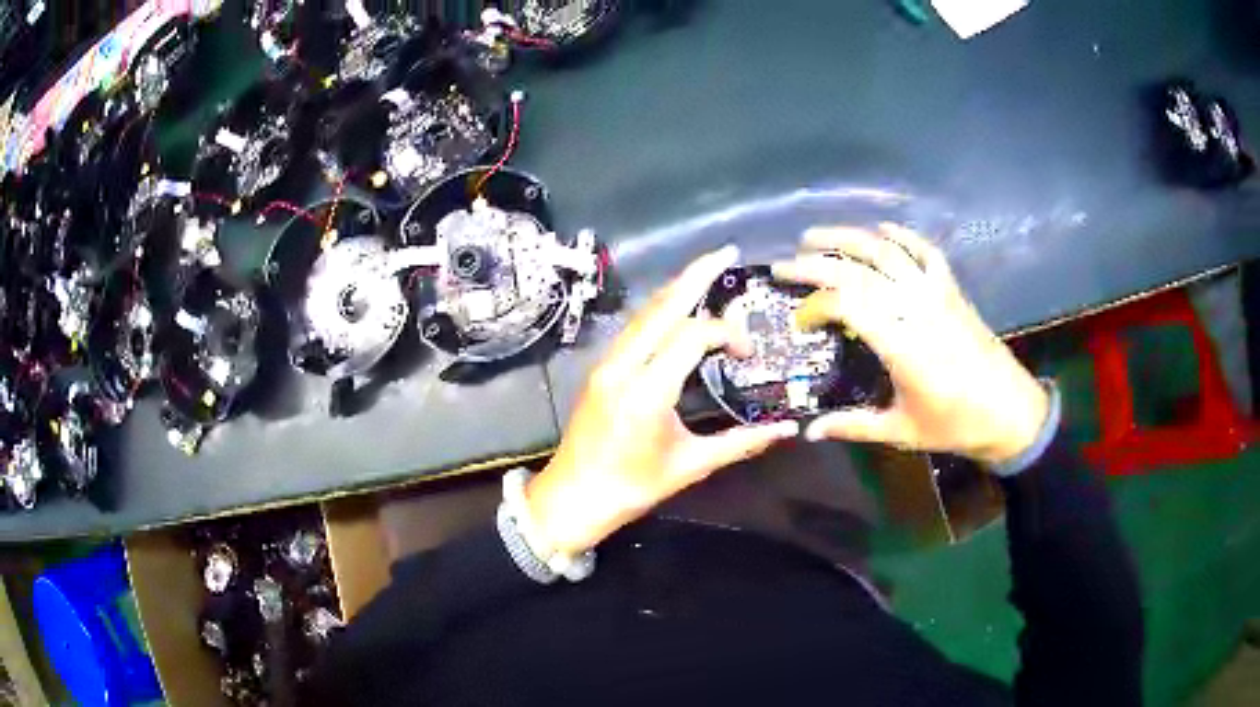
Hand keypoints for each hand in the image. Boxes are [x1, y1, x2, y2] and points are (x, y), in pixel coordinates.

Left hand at [526, 246, 799, 555]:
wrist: (573, 497)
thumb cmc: (632, 488)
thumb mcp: (690, 466)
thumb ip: (741, 442)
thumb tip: (787, 430)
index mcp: (647, 390)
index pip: (693, 335)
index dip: (726, 334)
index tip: (746, 354)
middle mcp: (623, 365)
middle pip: (663, 305)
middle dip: (696, 274)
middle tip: (726, 252)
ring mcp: (606, 363)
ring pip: (644, 312)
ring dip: (676, 289)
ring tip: (706, 271)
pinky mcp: (600, 368)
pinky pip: (633, 327)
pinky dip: (659, 309)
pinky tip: (676, 306)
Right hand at [772, 224, 1048, 465]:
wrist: (1009, 410)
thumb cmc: (955, 424)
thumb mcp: (901, 430)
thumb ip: (853, 425)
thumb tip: (809, 430)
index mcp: (900, 343)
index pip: (845, 304)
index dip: (815, 306)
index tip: (799, 320)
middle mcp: (914, 307)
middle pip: (857, 270)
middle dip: (816, 262)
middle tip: (785, 263)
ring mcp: (935, 292)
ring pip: (886, 250)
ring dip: (848, 238)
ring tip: (817, 235)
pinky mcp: (951, 289)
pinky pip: (925, 251)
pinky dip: (902, 235)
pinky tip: (881, 229)